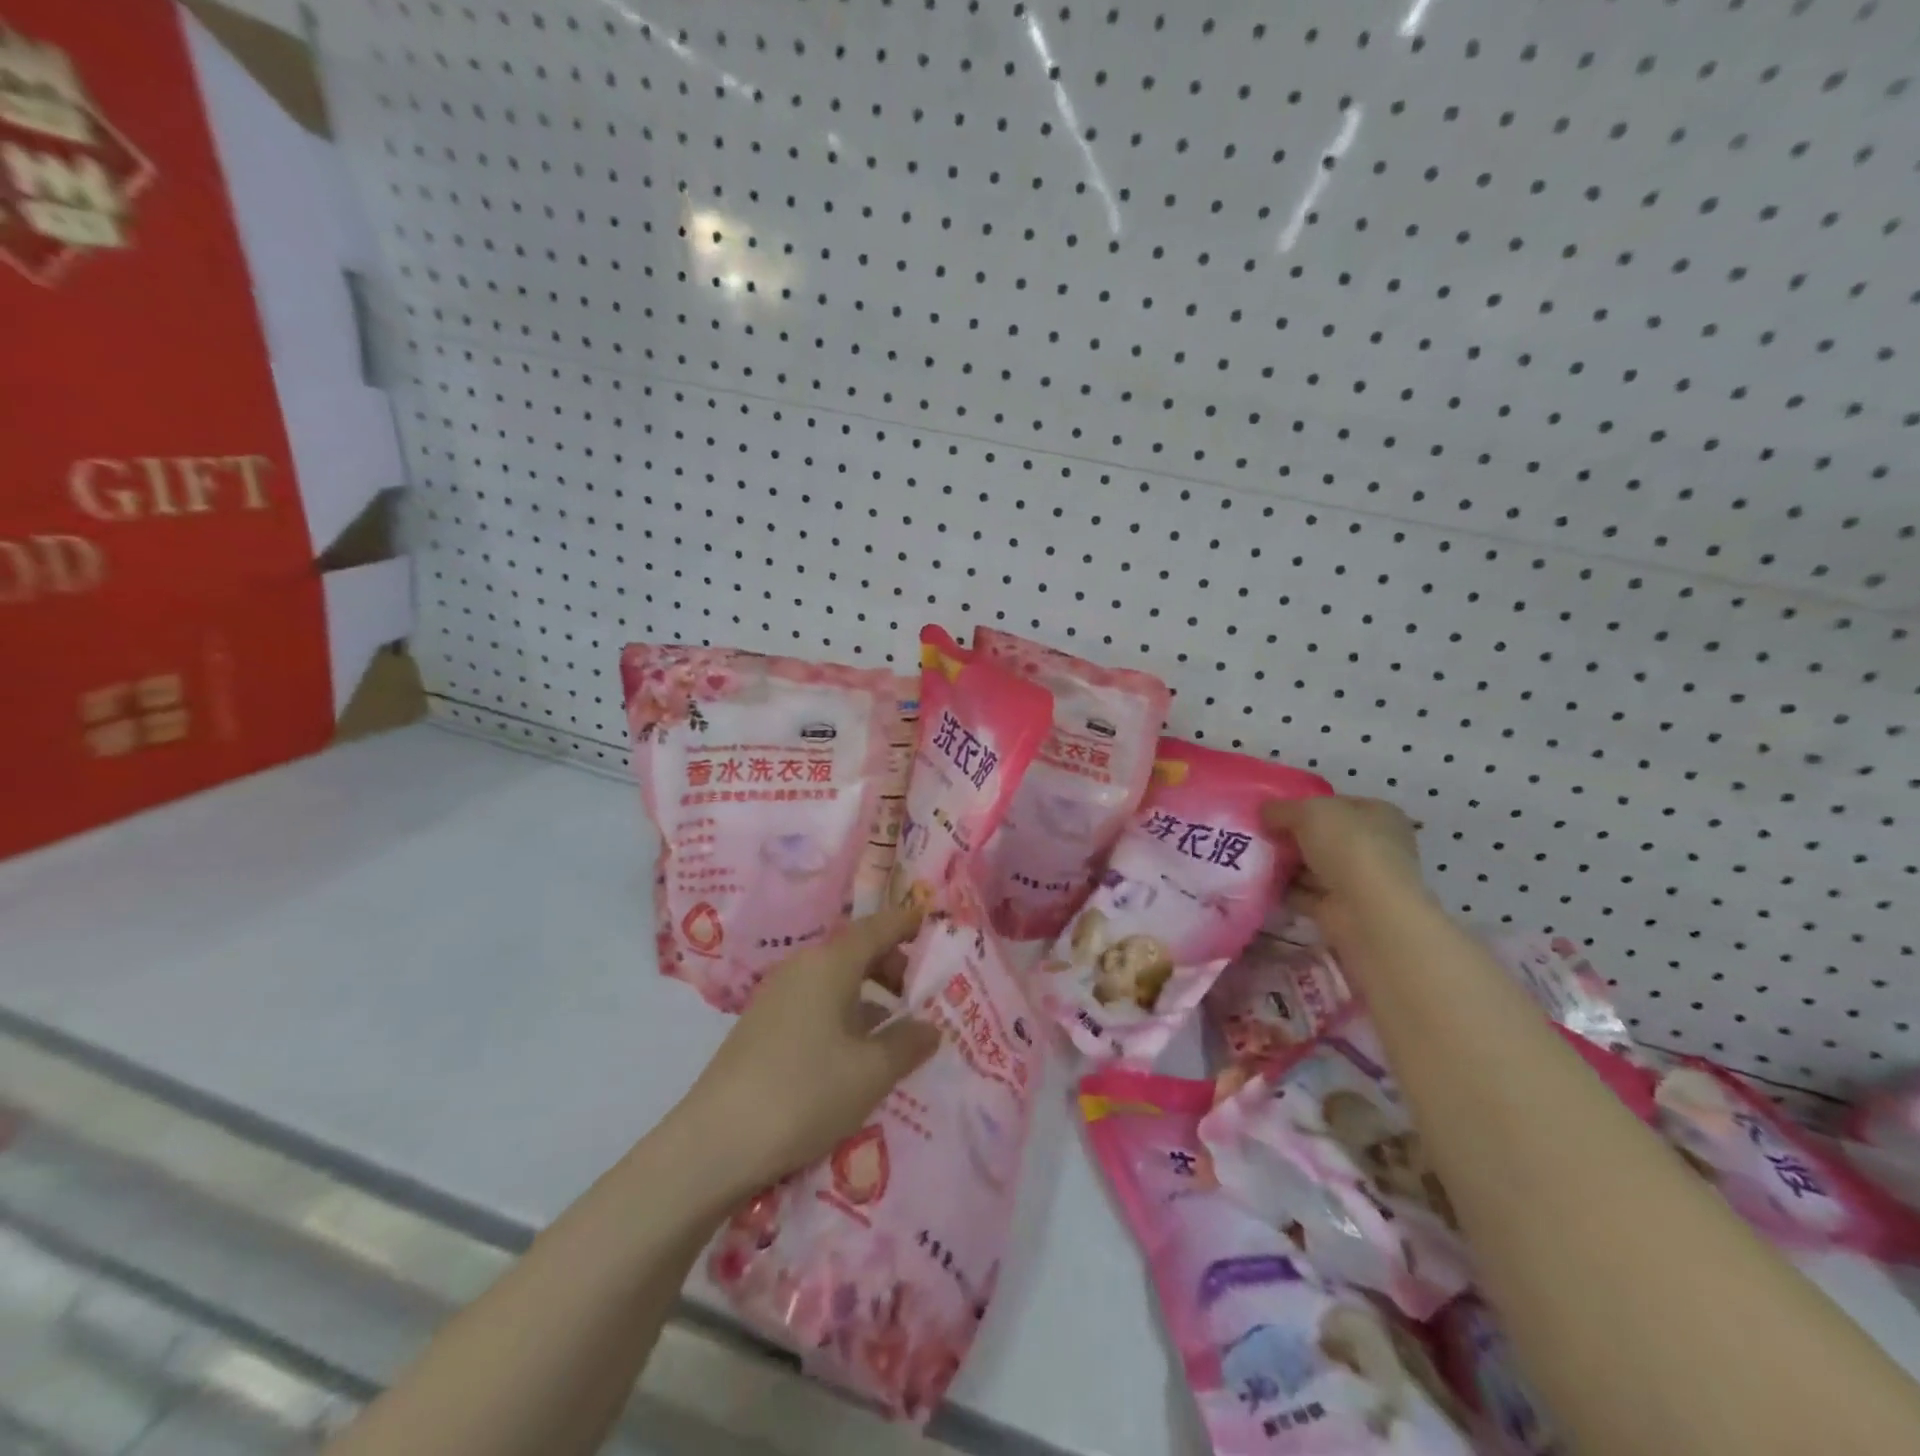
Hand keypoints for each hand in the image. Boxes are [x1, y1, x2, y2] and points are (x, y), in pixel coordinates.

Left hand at [676, 903, 941, 1198]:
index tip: (933, 921)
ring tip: (896, 1027)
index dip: (907, 923)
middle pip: (855, 951)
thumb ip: (908, 1043)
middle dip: (892, 965)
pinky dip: (844, 1013)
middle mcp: (802, 967)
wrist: (715, 1143)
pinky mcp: (762, 1025)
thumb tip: (931, 1026)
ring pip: (835, 980)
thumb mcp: (871, 1072)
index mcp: (830, 963)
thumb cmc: (805, 1093)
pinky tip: (855, 1051)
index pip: (877, 927)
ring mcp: (777, 996)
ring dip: (868, 994)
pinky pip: (816, 1003)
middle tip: (923, 992)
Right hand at [1262, 795, 1430, 946]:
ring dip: (1284, 864)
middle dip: (1290, 836)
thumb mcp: (1309, 811)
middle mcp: (1373, 846)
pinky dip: (1284, 889)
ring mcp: (1358, 880)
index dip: (1303, 804)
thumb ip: (1282, 809)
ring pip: (1312, 866)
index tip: (1270, 810)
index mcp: (1378, 815)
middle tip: (1255, 833)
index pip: (1336, 804)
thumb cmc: (1348, 848)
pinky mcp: (1340, 909)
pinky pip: (1304, 893)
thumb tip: (1264, 813)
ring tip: (1248, 856)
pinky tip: (1258, 882)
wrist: (1368, 914)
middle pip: (1322, 836)